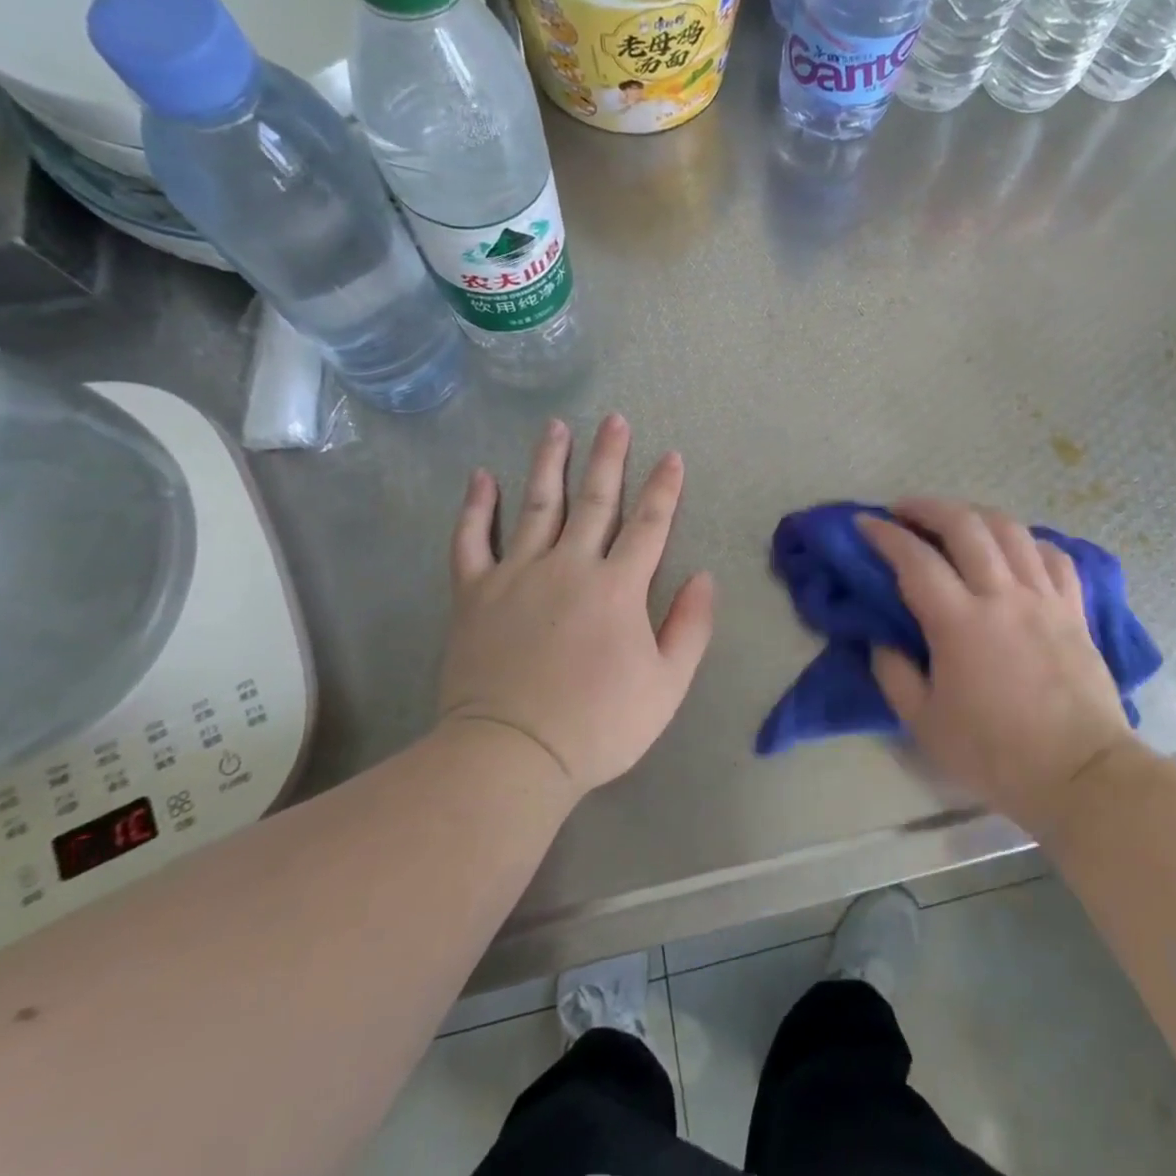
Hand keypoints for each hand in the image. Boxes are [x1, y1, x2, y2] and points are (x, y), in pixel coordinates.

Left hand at [437, 414, 715, 796]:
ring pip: (537, 505)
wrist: (512, 755)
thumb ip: (690, 626)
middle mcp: (570, 566)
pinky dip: (476, 507)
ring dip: (549, 463)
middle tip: (614, 420)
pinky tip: (481, 477)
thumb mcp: (667, 685)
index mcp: (618, 587)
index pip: (649, 524)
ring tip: (556, 427)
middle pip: (595, 500)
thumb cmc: (599, 724)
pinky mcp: (475, 593)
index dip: (664, 489)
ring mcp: (517, 574)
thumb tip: (704, 576)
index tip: (672, 456)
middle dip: (609, 457)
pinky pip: (471, 540)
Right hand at [861, 499, 1135, 839]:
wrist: (1080, 775)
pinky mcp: (1074, 609)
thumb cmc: (996, 754)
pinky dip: (1027, 541)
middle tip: (904, 509)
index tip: (863, 523)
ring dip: (975, 514)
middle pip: (965, 525)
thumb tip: (882, 639)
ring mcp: (1044, 597)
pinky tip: (1014, 548)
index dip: (884, 535)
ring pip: (1010, 530)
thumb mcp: (925, 725)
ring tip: (955, 520)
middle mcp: (1002, 595)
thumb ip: (894, 675)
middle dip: (928, 507)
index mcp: (959, 622)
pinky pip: (1053, 555)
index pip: (914, 559)